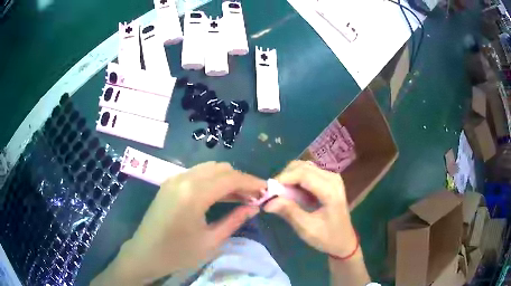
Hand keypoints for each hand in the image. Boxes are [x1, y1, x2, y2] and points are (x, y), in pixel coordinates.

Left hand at [92, 162, 265, 284]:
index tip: (266, 190)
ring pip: (209, 168)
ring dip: (227, 178)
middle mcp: (184, 179)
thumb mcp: (211, 241)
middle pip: (221, 168)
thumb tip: (255, 207)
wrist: (146, 253)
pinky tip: (219, 195)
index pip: (231, 178)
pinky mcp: (170, 183)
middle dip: (240, 180)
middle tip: (253, 197)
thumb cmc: (178, 253)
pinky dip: (213, 180)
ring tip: (239, 197)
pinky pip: (197, 174)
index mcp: (194, 194)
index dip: (251, 182)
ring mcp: (174, 178)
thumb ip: (235, 220)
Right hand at [264, 161, 356, 257]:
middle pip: (303, 167)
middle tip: (274, 194)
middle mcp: (333, 178)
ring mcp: (332, 177)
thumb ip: (289, 212)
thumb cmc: (327, 237)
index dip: (284, 178)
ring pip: (304, 167)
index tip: (268, 190)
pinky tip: (294, 194)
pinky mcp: (329, 180)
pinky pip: (308, 172)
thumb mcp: (307, 229)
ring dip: (290, 177)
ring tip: (283, 195)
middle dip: (285, 177)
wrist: (343, 241)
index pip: (304, 174)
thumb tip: (268, 202)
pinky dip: (297, 180)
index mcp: (330, 191)